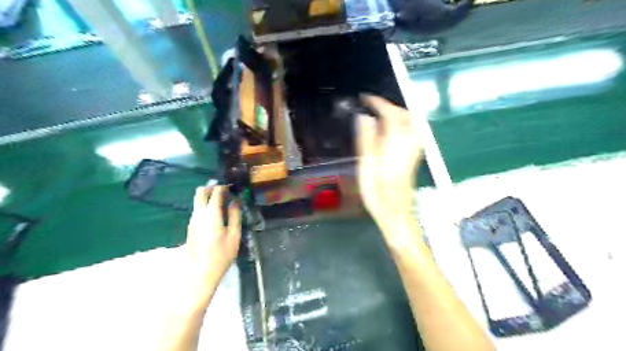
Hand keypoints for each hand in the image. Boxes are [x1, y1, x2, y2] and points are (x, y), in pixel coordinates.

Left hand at [184, 185, 240, 305]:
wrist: (201, 272)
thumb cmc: (222, 254)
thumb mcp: (234, 234)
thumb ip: (235, 215)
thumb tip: (235, 201)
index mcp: (211, 213)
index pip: (215, 192)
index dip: (223, 187)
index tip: (232, 187)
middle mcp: (198, 213)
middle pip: (200, 192)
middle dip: (211, 187)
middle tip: (224, 191)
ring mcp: (192, 220)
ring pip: (197, 201)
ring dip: (208, 197)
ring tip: (223, 202)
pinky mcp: (190, 227)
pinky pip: (197, 210)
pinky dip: (205, 206)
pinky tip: (216, 215)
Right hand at [356, 95, 424, 244]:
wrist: (395, 213)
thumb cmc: (376, 193)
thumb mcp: (366, 167)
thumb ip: (366, 140)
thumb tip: (365, 117)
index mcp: (394, 145)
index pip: (390, 115)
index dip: (378, 103)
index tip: (365, 99)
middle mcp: (408, 144)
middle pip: (405, 115)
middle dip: (389, 106)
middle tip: (372, 106)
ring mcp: (413, 150)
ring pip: (412, 123)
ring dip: (398, 114)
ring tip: (381, 115)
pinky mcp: (414, 157)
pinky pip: (413, 133)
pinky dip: (403, 125)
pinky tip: (392, 131)